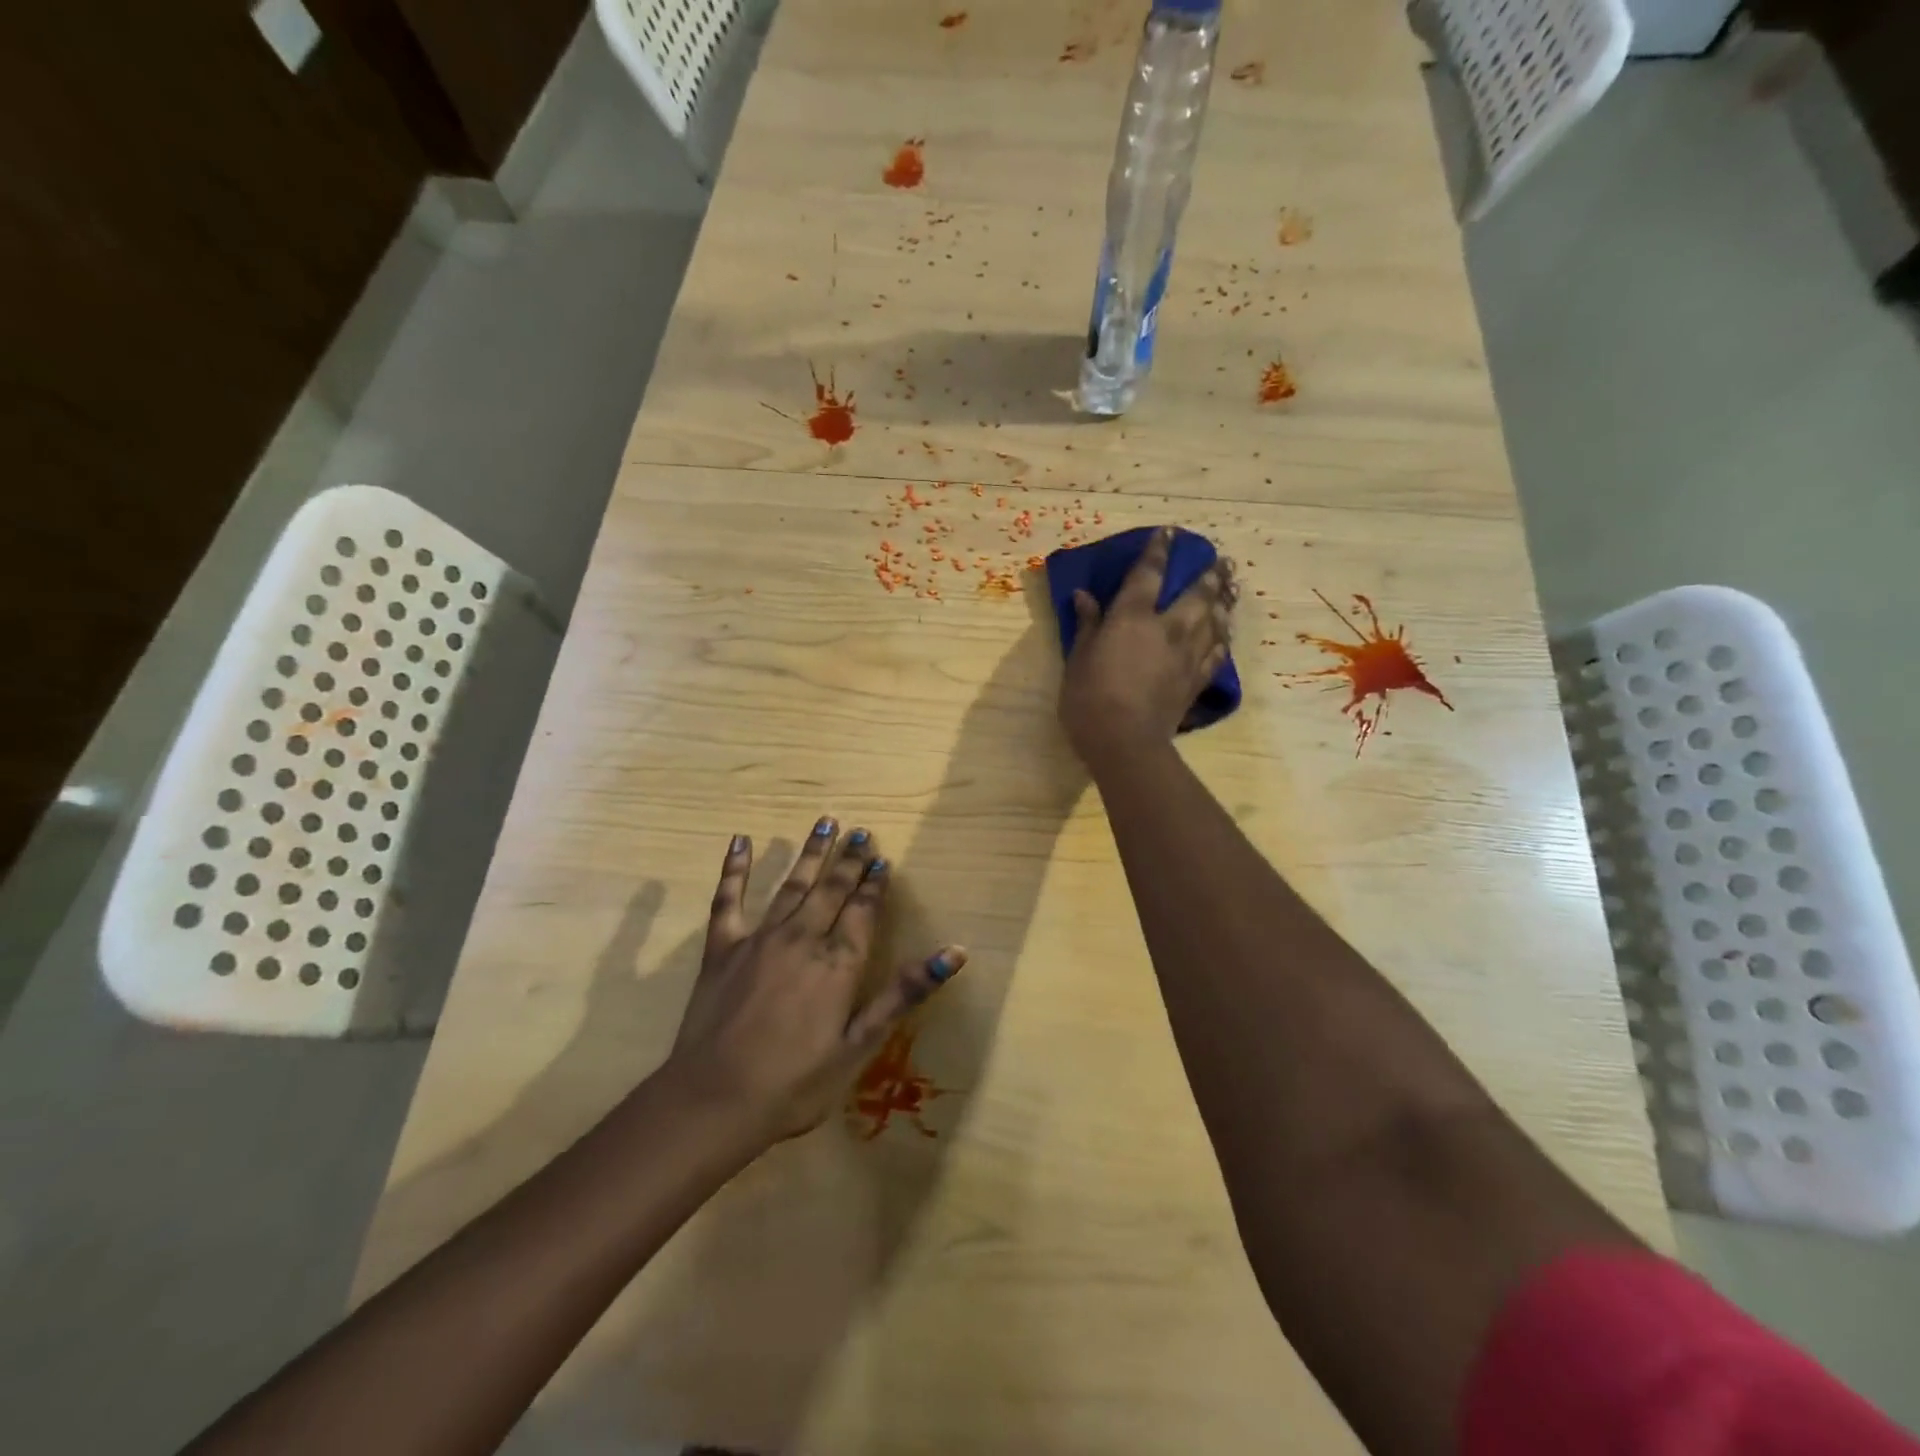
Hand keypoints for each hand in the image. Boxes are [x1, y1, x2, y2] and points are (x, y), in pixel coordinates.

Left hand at [665, 817, 964, 1143]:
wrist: (716, 1100)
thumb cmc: (796, 1083)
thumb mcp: (861, 1044)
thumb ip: (904, 992)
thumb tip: (956, 952)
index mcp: (838, 962)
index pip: (863, 911)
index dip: (875, 885)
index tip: (882, 860)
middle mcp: (803, 938)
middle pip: (831, 890)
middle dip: (849, 861)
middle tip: (861, 832)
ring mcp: (760, 938)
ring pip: (791, 885)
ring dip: (810, 853)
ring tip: (826, 823)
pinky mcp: (722, 947)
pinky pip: (728, 899)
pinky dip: (735, 868)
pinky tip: (741, 840)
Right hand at [1058, 526, 1234, 769]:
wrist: (1125, 742)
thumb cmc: (1090, 699)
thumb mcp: (1078, 659)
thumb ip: (1087, 625)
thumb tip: (1083, 596)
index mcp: (1133, 618)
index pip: (1148, 574)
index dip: (1158, 551)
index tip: (1169, 532)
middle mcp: (1167, 629)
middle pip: (1196, 594)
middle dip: (1210, 574)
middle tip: (1223, 560)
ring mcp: (1186, 656)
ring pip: (1213, 621)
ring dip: (1223, 602)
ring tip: (1231, 588)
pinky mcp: (1195, 682)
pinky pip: (1215, 654)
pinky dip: (1222, 640)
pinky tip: (1226, 634)